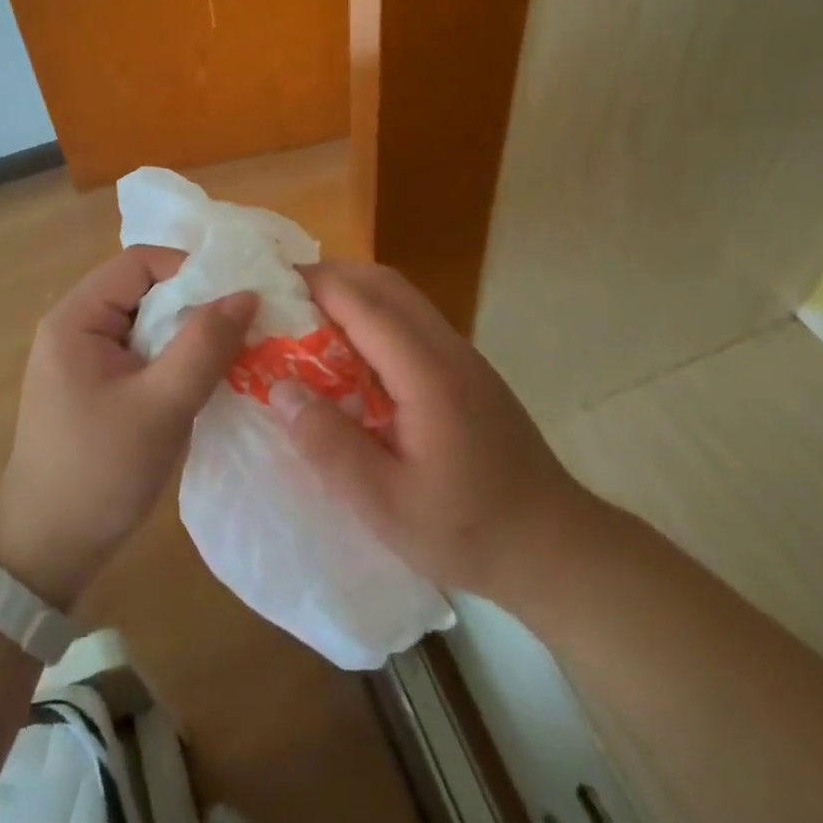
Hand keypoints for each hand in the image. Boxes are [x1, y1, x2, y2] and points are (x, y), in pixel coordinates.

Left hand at [0, 248, 255, 609]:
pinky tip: (209, 377)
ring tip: (236, 351)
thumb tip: (247, 293)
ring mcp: (88, 357)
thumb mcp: (160, 406)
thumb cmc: (98, 472)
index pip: (140, 262)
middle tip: (245, 325)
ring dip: (191, 333)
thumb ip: (203, 346)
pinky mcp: (100, 384)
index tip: (236, 297)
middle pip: (147, 289)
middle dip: (197, 303)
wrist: (47, 551)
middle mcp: (78, 325)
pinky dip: (179, 357)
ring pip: (151, 321)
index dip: (191, 270)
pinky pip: (147, 351)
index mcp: (76, 317)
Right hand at [273, 261, 599, 606]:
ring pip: (402, 297)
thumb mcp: (386, 506)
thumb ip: (331, 446)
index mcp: (426, 373)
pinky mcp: (468, 370)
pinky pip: (413, 320)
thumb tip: (281, 389)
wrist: (554, 545)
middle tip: (283, 299)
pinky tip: (353, 355)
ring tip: (309, 321)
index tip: (268, 285)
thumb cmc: (468, 530)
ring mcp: (463, 355)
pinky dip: (375, 316)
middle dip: (331, 277)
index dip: (314, 285)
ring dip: (354, 293)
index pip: (363, 303)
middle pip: (384, 283)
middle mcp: (447, 348)